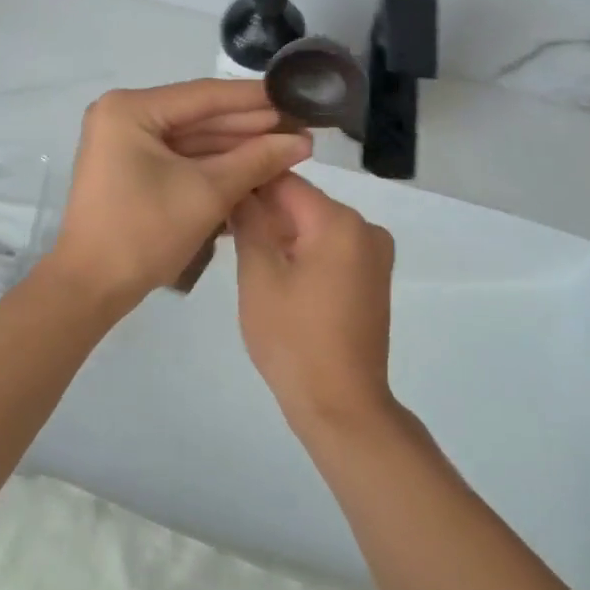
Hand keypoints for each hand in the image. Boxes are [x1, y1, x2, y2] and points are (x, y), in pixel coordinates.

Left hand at [50, 81, 311, 308]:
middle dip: (250, 126)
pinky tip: (256, 164)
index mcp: (130, 109)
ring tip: (288, 146)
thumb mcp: (207, 192)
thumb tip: (303, 141)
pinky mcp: (131, 166)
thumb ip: (256, 160)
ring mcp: (126, 141)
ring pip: (192, 138)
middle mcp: (124, 115)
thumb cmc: (144, 233)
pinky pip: (180, 157)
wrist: (91, 288)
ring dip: (237, 146)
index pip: (205, 96)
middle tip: (300, 126)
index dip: (255, 99)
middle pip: (199, 116)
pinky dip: (215, 164)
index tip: (296, 96)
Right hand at [230, 173, 398, 434]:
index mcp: (339, 221)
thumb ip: (248, 223)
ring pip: (314, 225)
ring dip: (279, 231)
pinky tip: (269, 265)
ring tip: (236, 242)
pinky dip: (301, 250)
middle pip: (302, 202)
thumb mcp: (259, 277)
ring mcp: (372, 254)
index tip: (216, 190)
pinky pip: (329, 247)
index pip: (285, 182)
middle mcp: (364, 228)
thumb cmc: (294, 340)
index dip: (248, 183)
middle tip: (220, 221)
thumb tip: (240, 189)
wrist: (342, 407)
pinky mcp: (371, 277)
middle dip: (263, 209)